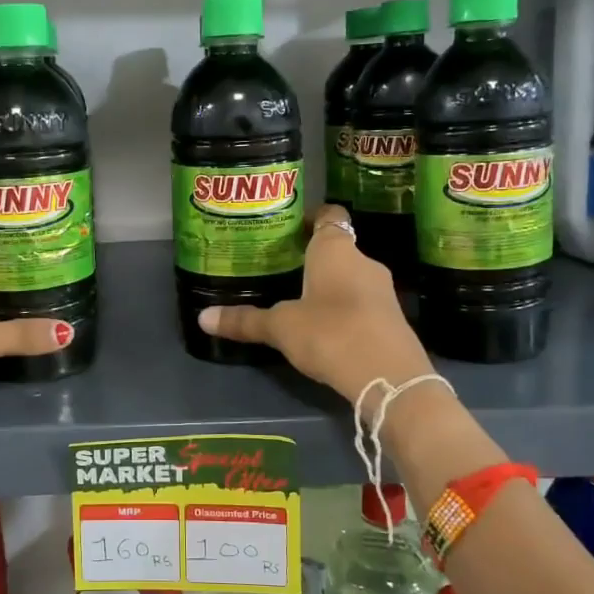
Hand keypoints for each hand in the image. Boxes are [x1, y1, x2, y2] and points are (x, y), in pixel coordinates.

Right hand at [196, 204, 435, 403]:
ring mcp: (382, 291)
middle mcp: (363, 261)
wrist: (389, 377)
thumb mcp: (281, 327)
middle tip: (280, 267)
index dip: (310, 218)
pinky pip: (361, 303)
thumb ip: (245, 320)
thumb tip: (202, 318)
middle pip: (337, 248)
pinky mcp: (391, 319)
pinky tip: (323, 328)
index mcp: (336, 249)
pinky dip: (343, 309)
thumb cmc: (331, 333)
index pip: (328, 216)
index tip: (288, 227)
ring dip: (328, 285)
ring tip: (296, 299)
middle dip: (311, 257)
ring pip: (350, 277)